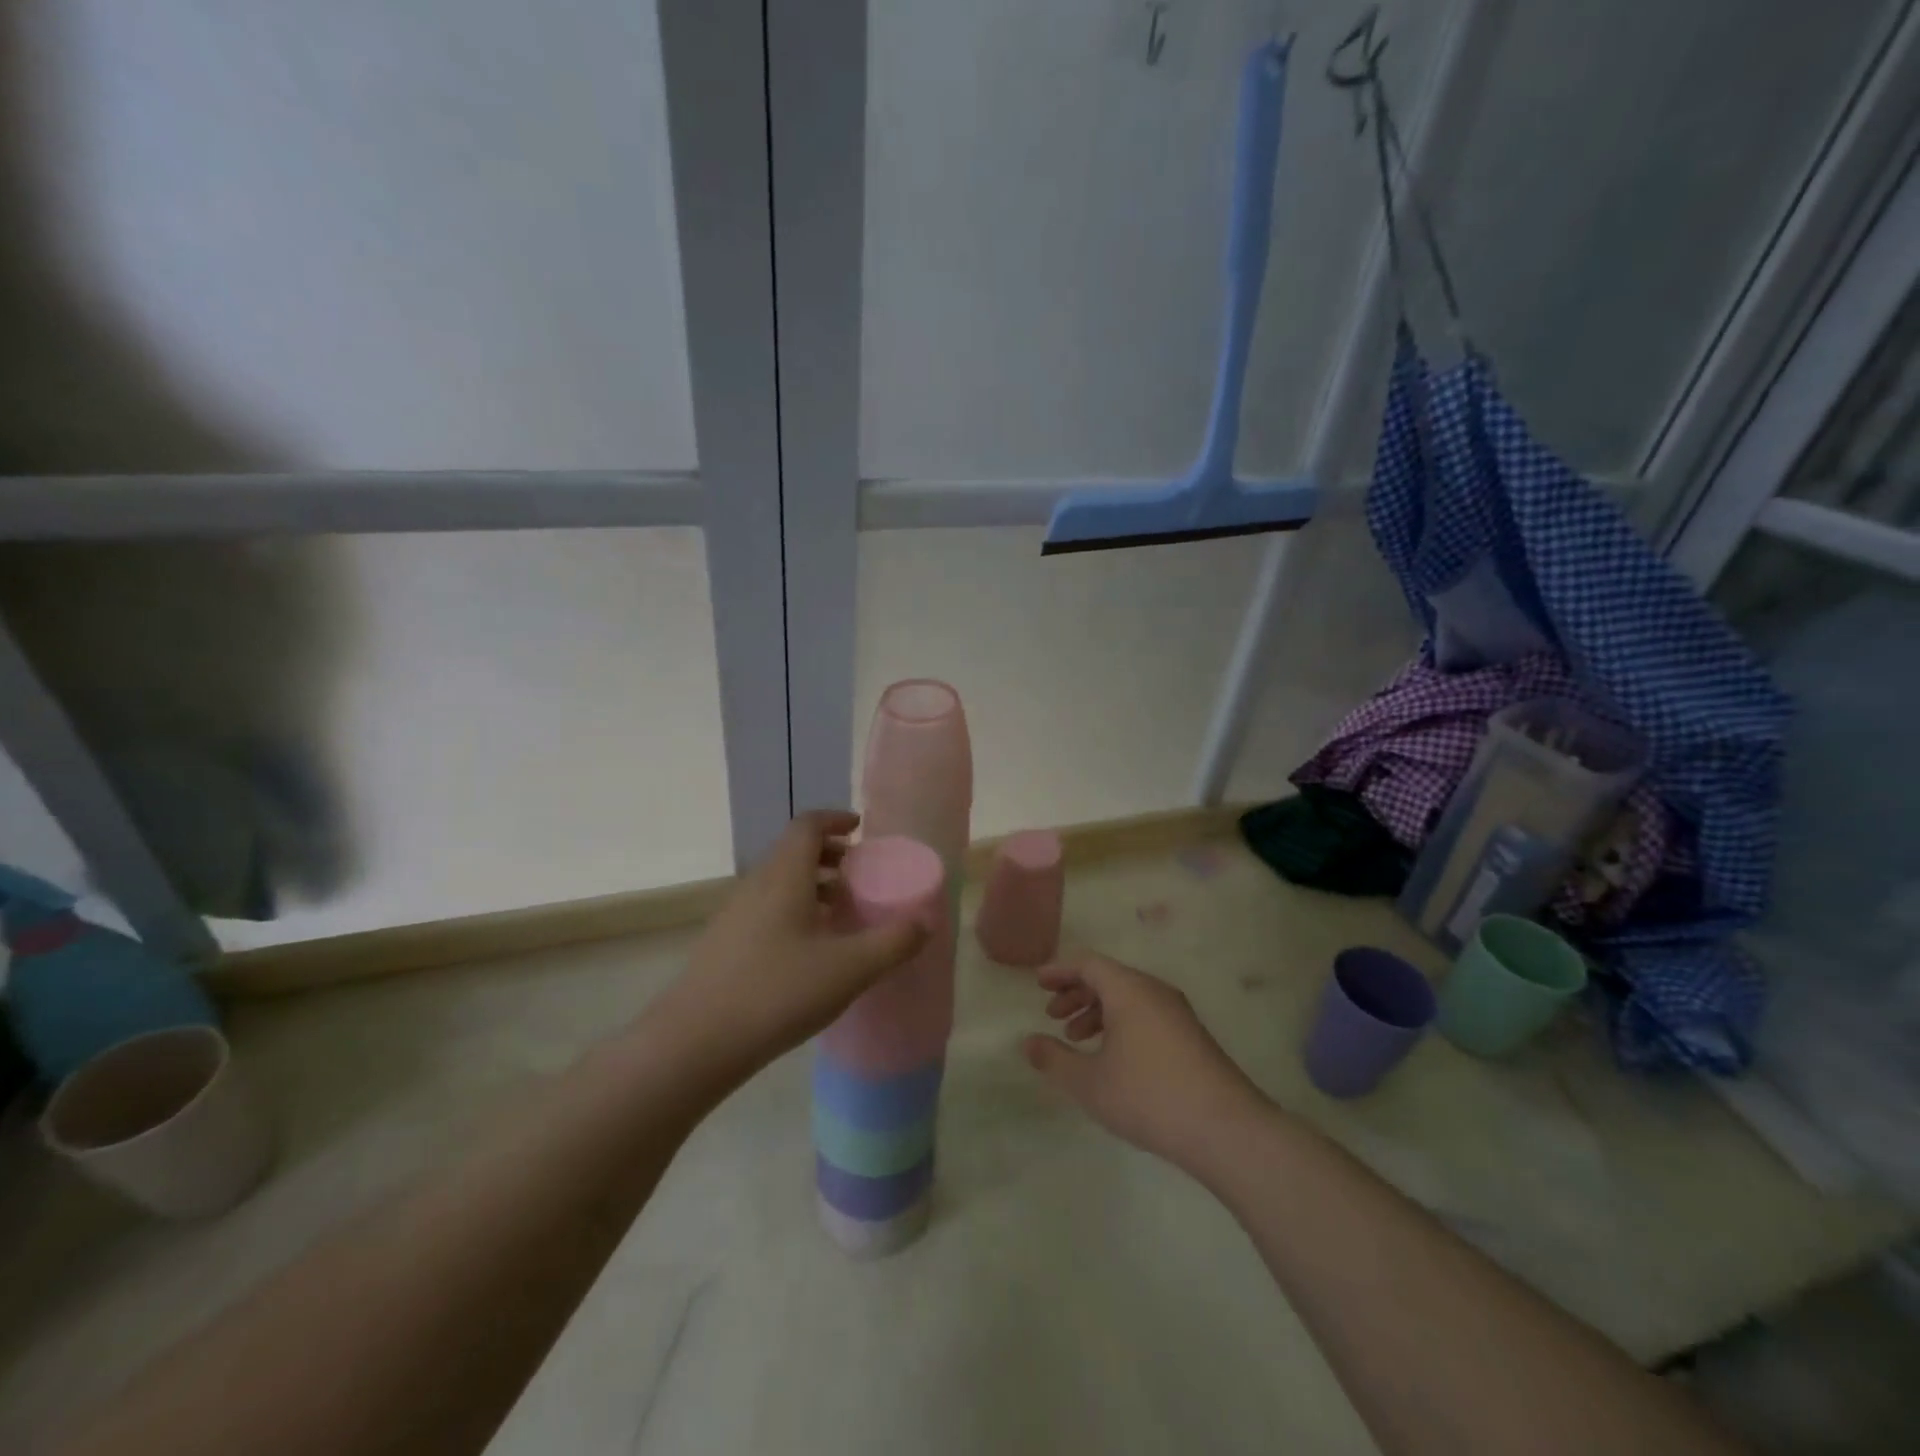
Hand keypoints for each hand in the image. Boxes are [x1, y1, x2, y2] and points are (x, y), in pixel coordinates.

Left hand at [656, 811, 927, 1084]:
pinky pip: (765, 908)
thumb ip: (893, 943)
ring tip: (840, 913)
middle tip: (859, 876)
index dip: (835, 820)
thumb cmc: (778, 992)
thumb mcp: (849, 969)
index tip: (860, 830)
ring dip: (811, 885)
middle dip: (829, 855)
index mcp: (784, 876)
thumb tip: (925, 922)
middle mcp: (756, 885)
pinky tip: (809, 950)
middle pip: (793, 851)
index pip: (807, 825)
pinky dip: (793, 910)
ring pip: (778, 882)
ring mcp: (734, 914)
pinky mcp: (723, 944)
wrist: (695, 1043)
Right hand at [1026, 952, 1268, 1172]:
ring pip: (1128, 997)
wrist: (1226, 1129)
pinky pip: (1145, 1013)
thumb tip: (1028, 1042)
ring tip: (1077, 1038)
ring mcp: (1177, 1013)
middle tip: (1052, 1014)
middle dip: (1077, 992)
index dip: (1059, 970)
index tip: (1037, 983)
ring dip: (1097, 1010)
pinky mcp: (1191, 1036)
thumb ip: (1054, 1059)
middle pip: (1108, 977)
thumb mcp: (1089, 1083)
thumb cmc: (1149, 1096)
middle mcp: (1154, 991)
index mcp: (1129, 989)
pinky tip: (1112, 1057)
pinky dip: (1120, 1023)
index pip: (1088, 963)